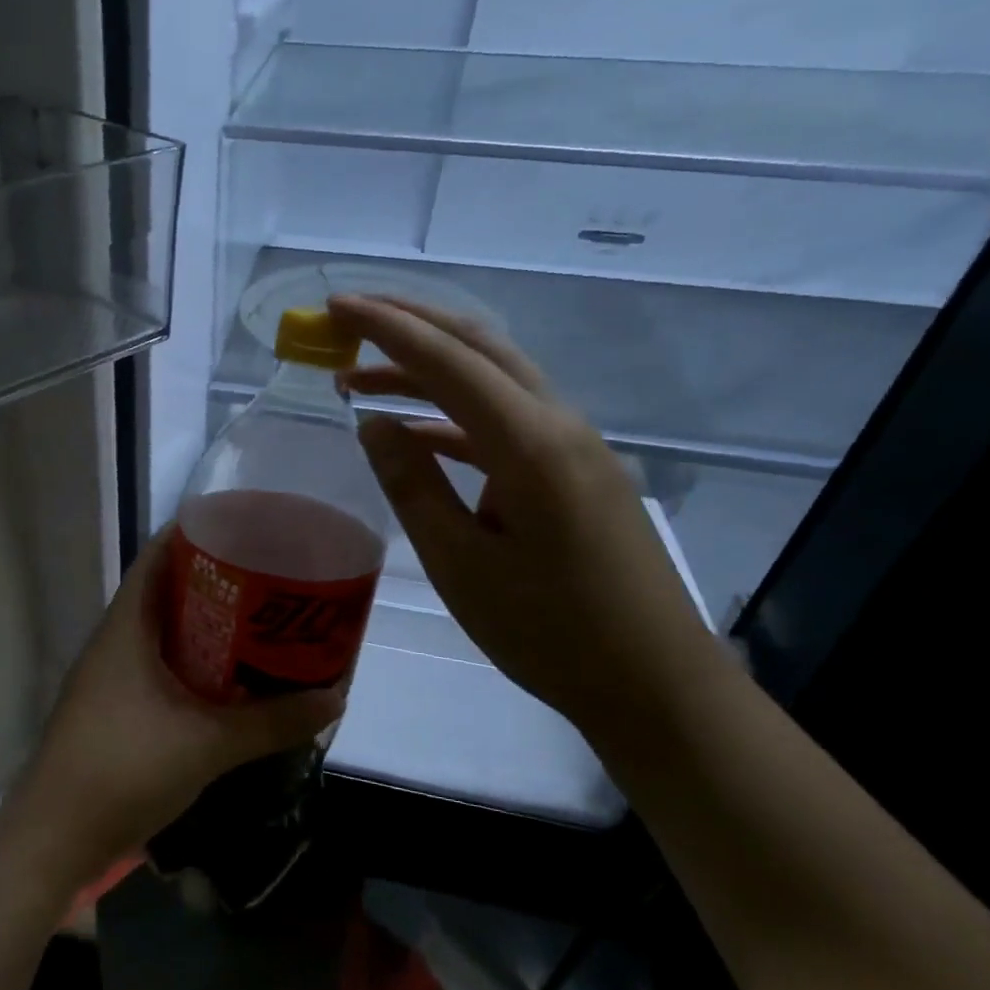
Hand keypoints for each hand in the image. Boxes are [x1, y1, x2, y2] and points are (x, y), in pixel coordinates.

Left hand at [8, 528, 341, 882]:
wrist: (55, 838)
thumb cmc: (123, 769)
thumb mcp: (207, 744)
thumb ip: (271, 721)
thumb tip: (333, 698)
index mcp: (126, 626)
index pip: (158, 555)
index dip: (198, 533)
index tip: (248, 529)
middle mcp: (116, 641)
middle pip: (167, 591)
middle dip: (217, 581)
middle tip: (271, 579)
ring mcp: (112, 676)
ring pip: (165, 632)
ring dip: (207, 626)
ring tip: (262, 623)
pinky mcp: (117, 709)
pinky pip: (162, 667)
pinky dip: (195, 664)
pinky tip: (231, 680)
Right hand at [329, 294, 726, 738]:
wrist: (653, 683)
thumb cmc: (549, 632)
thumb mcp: (459, 563)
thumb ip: (413, 484)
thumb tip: (374, 423)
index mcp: (530, 445)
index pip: (447, 362)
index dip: (386, 329)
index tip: (335, 306)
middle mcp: (559, 426)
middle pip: (480, 347)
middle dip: (411, 324)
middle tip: (348, 320)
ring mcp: (575, 446)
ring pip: (495, 379)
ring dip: (429, 370)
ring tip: (362, 382)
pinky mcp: (577, 470)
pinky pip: (508, 421)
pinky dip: (456, 415)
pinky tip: (415, 435)